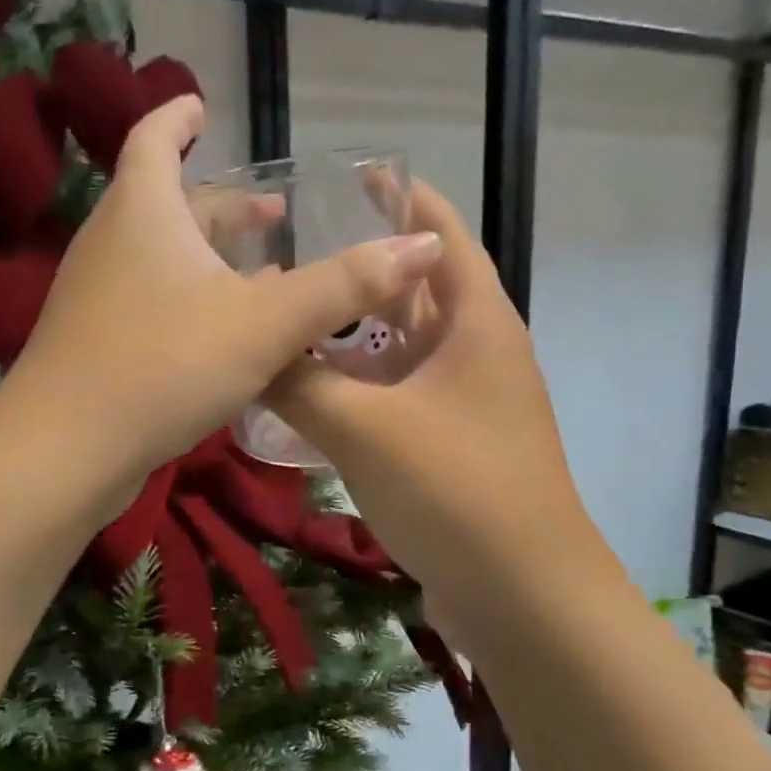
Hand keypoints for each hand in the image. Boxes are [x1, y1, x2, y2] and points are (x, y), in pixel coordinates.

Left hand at [4, 96, 444, 479]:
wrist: (65, 450)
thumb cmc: (164, 364)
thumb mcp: (265, 322)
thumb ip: (344, 284)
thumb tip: (425, 243)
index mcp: (143, 211)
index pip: (154, 138)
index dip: (179, 118)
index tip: (201, 107)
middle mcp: (111, 242)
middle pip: (167, 204)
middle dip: (222, 205)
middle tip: (273, 216)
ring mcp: (96, 296)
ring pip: (160, 258)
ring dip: (209, 257)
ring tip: (262, 273)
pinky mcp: (94, 344)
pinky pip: (150, 302)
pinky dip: (189, 300)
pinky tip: (223, 335)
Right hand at [265, 181, 602, 619]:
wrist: (523, 597)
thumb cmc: (456, 490)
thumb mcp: (365, 428)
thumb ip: (298, 384)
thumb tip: (247, 348)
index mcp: (477, 323)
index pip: (442, 236)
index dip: (405, 200)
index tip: (358, 173)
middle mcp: (476, 354)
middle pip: (415, 293)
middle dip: (363, 271)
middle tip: (296, 252)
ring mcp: (464, 405)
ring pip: (399, 352)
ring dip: (351, 339)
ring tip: (289, 319)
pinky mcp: (449, 448)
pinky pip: (395, 400)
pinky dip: (356, 391)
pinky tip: (308, 398)